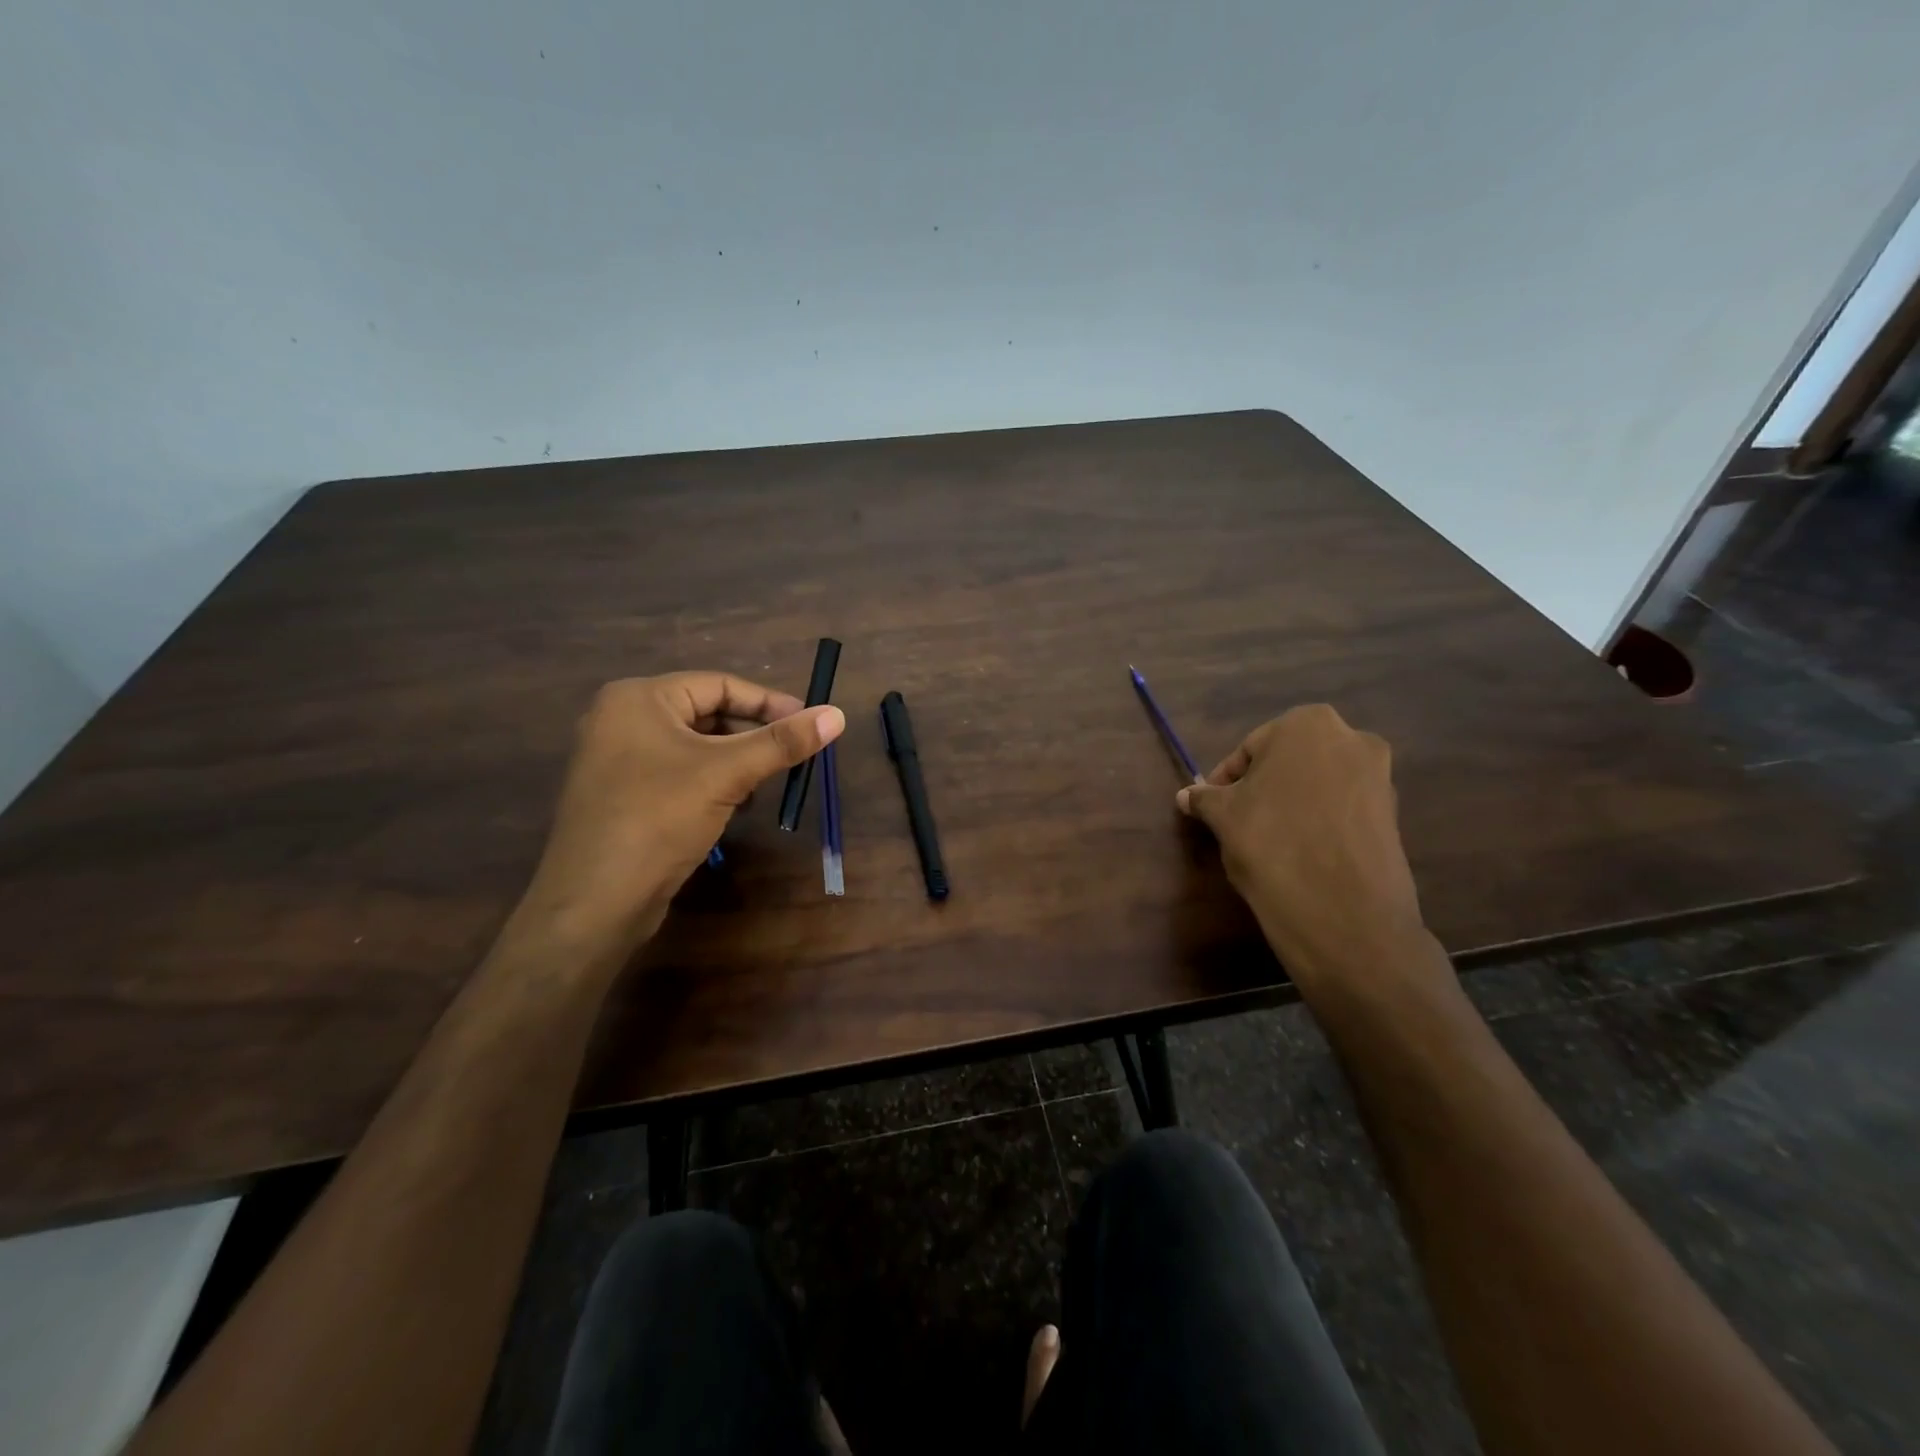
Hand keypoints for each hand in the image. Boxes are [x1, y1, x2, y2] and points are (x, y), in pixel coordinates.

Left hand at [516, 672, 844, 954]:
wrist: (595, 901)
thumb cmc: (659, 819)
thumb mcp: (728, 774)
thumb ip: (783, 742)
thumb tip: (837, 715)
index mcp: (639, 698)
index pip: (719, 685)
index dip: (769, 703)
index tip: (808, 723)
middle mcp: (621, 719)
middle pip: (706, 713)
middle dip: (751, 736)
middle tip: (790, 755)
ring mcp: (616, 759)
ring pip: (694, 746)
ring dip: (734, 762)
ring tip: (763, 785)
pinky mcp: (620, 795)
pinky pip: (677, 773)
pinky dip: (710, 783)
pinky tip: (732, 808)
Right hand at [1176, 704, 1433, 997]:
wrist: (1344, 913)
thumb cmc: (1272, 843)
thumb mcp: (1224, 817)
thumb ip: (1205, 799)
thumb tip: (1186, 796)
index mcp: (1307, 724)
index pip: (1250, 749)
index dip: (1226, 780)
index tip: (1212, 808)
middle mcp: (1352, 738)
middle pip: (1289, 762)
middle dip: (1263, 787)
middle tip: (1238, 820)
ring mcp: (1380, 776)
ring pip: (1318, 784)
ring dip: (1292, 803)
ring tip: (1269, 838)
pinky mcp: (1394, 815)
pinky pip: (1343, 809)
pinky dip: (1320, 822)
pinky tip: (1301, 852)